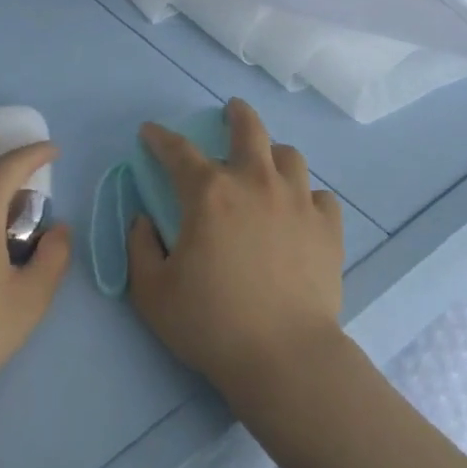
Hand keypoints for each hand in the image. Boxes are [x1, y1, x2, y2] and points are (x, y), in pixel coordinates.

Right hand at [127, 98, 344, 407]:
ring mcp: (296, 201)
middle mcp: (255, 182)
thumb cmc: (212, 324)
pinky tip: (299, 211)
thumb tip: (143, 220)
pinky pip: (319, 196)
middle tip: (231, 110)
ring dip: (273, 154)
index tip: (150, 133)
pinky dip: (306, 197)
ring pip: (289, 155)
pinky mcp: (326, 226)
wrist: (285, 357)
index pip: (178, 150)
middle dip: (236, 114)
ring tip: (267, 164)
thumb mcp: (153, 293)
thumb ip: (139, 248)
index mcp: (210, 193)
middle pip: (249, 129)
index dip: (160, 137)